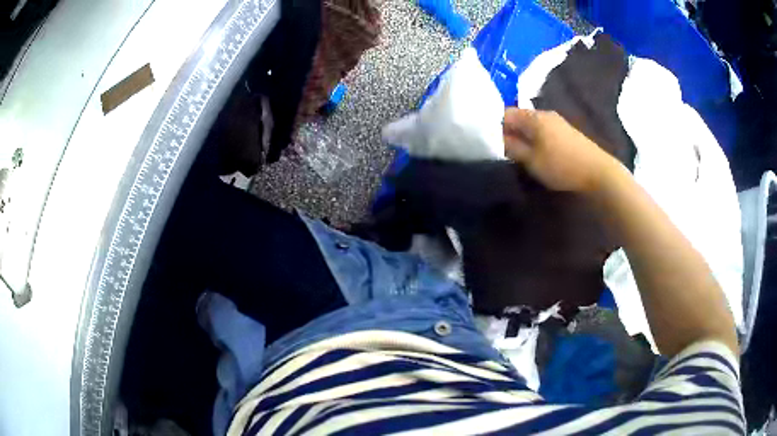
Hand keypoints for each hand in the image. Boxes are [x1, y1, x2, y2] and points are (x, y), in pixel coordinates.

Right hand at [503, 108, 619, 192]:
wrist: (598, 171)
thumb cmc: (561, 165)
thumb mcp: (532, 160)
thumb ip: (512, 147)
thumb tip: (497, 138)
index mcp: (533, 117)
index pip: (505, 113)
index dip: (495, 125)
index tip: (490, 141)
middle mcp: (544, 113)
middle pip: (519, 117)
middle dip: (509, 131)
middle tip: (503, 149)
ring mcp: (558, 121)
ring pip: (532, 124)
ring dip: (523, 135)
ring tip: (520, 153)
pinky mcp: (566, 131)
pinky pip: (543, 129)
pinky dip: (535, 138)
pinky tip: (538, 151)